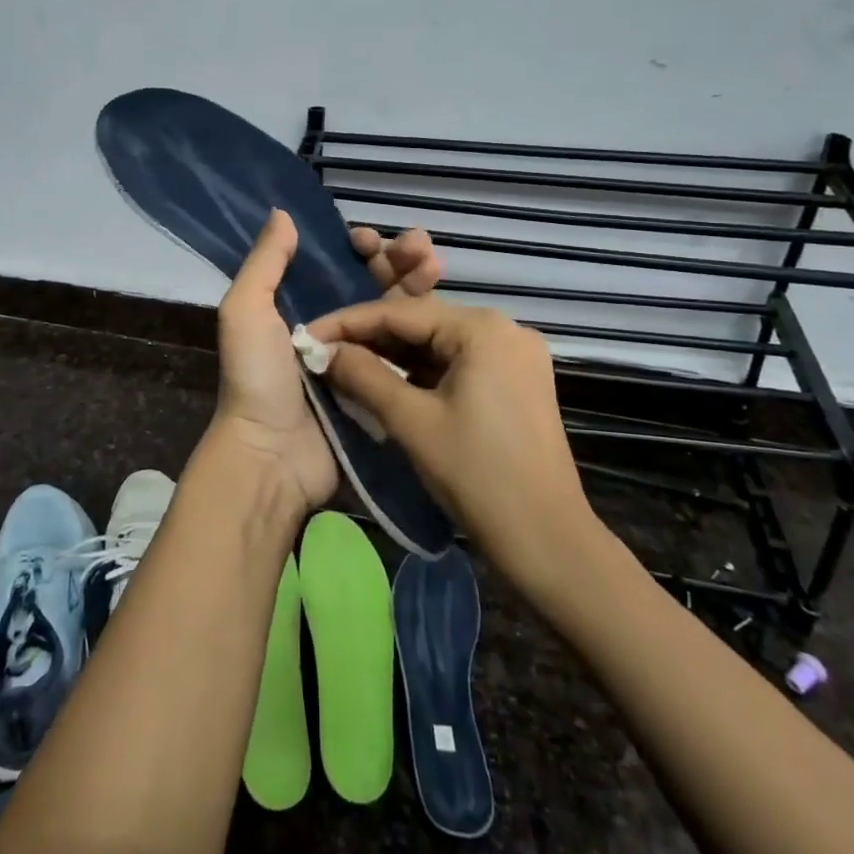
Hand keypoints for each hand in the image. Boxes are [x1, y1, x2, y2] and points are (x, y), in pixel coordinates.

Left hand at [209, 214, 443, 516]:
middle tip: (421, 249)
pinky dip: (426, 330)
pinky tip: (443, 312)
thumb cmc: (257, 378)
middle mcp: (336, 327)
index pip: (339, 265)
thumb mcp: (246, 312)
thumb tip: (283, 213)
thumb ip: (265, 264)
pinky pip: (410, 354)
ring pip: (399, 313)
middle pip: (376, 284)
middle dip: (400, 260)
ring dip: (418, 285)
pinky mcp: (385, 388)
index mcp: (302, 306)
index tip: (369, 240)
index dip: (358, 248)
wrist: (273, 455)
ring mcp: (364, 359)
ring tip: (434, 267)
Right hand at [306, 297, 597, 588]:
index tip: (307, 336)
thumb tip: (321, 350)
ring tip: (344, 366)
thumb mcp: (412, 421)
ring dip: (393, 355)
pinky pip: (457, 363)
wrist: (547, 540)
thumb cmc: (477, 475)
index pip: (400, 312)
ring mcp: (514, 355)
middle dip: (370, 338)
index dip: (347, 323)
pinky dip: (420, 371)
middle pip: (421, 323)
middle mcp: (504, 328)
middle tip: (322, 353)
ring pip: (438, 344)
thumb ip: (363, 375)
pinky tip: (386, 381)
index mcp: (483, 328)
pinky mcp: (516, 381)